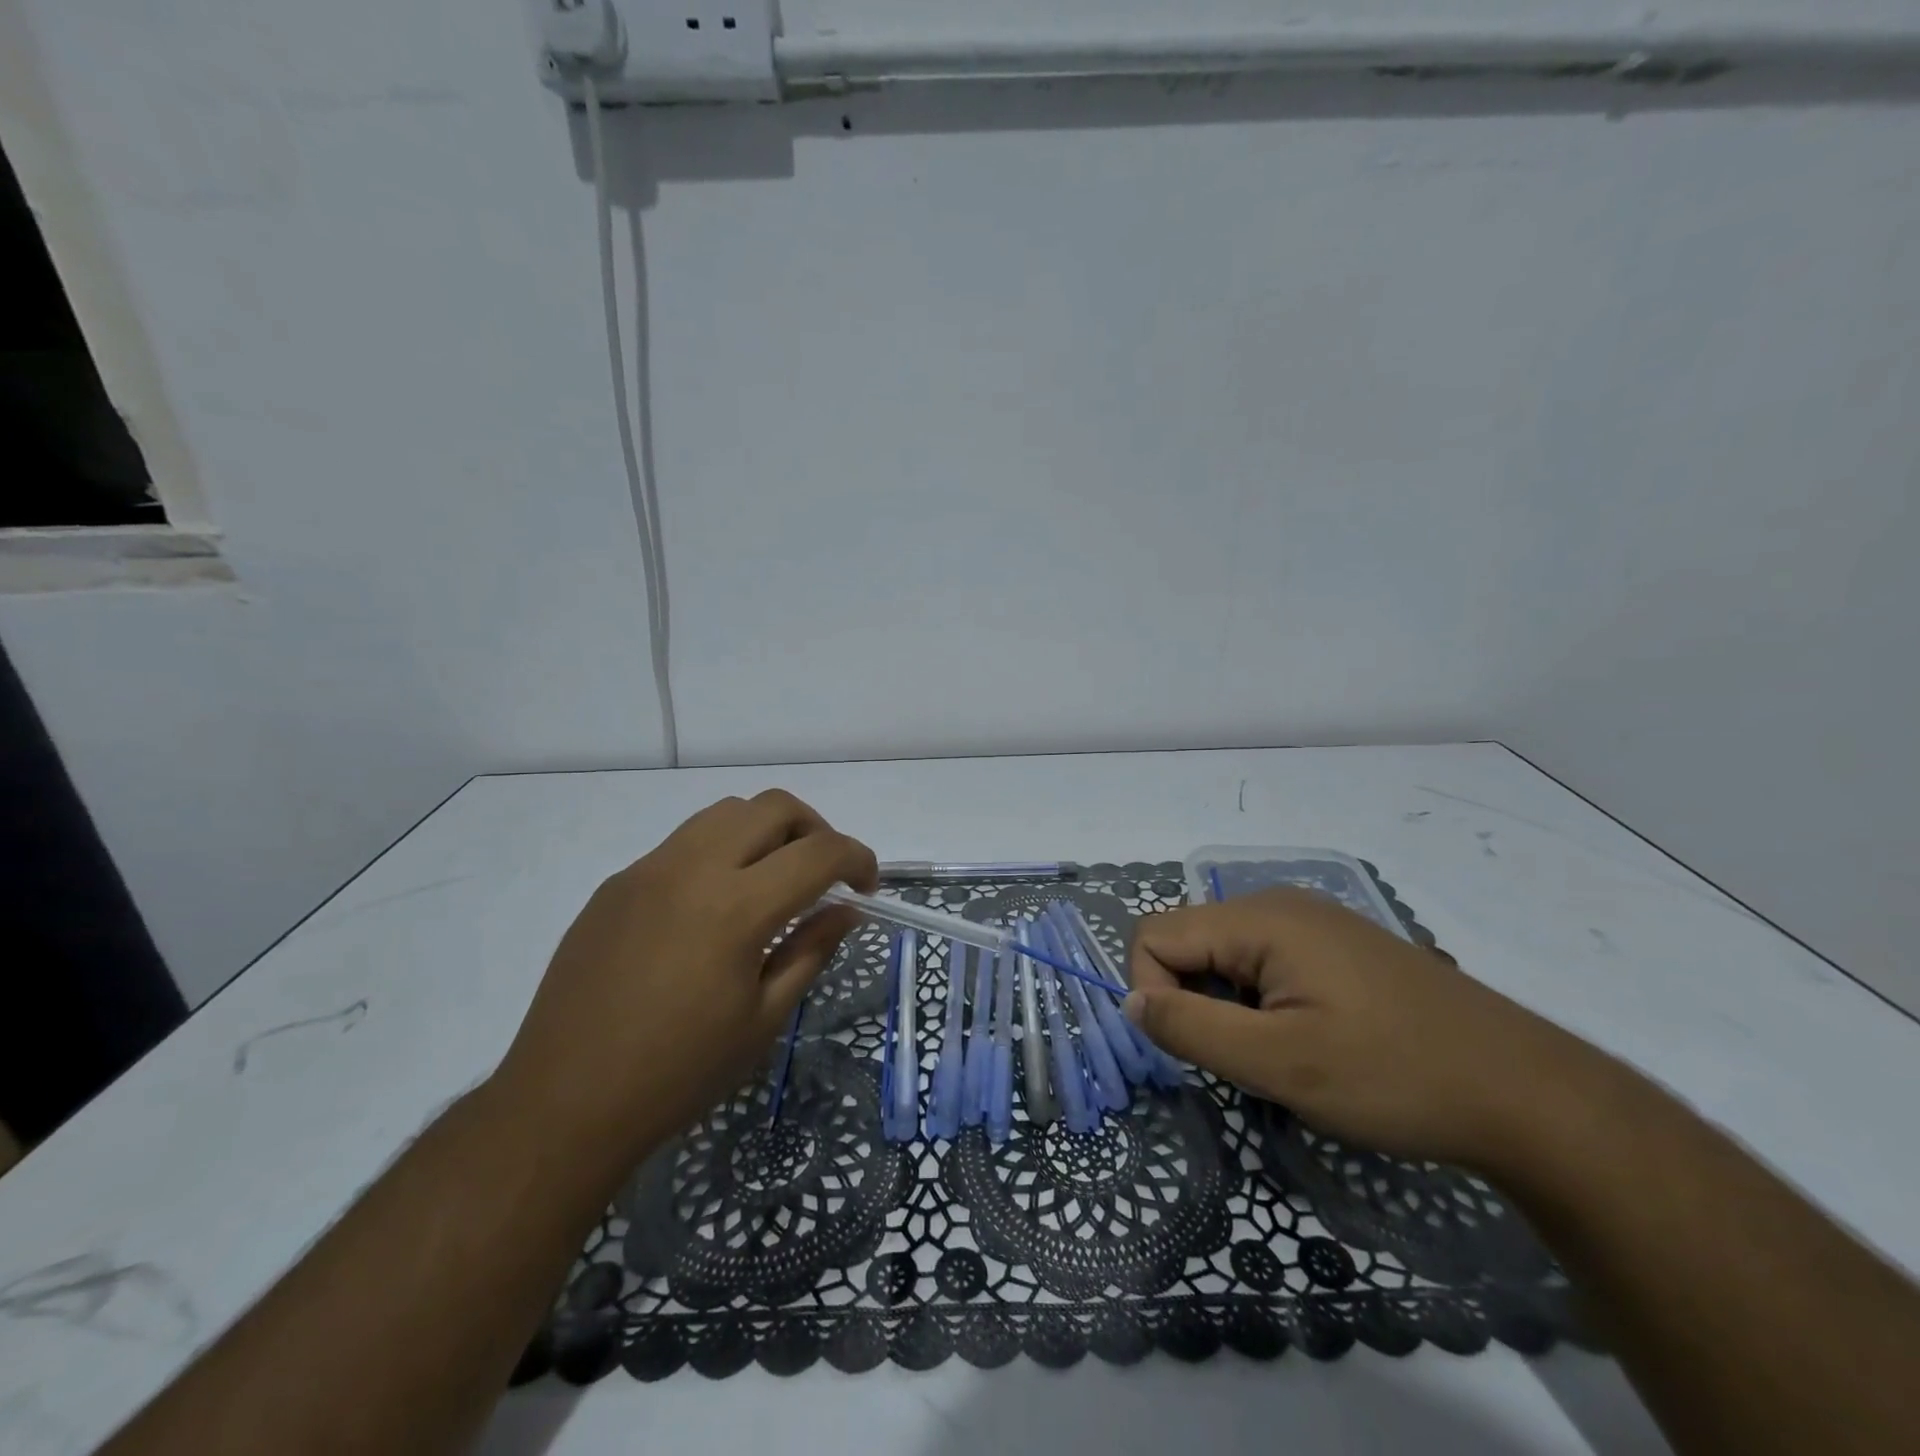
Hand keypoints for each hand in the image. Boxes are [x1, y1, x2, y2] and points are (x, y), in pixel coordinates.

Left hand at [496, 790, 875, 1165]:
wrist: (563, 1103)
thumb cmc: (678, 1073)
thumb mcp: (763, 1020)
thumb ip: (812, 951)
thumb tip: (846, 910)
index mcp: (736, 908)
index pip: (819, 852)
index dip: (858, 859)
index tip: (867, 886)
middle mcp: (693, 869)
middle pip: (773, 806)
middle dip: (815, 829)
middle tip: (823, 875)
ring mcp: (648, 870)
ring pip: (725, 812)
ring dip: (765, 831)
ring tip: (771, 880)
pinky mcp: (617, 883)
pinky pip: (683, 843)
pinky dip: (719, 854)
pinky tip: (712, 908)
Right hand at [1123, 888, 1604, 1169]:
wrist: (1528, 1094)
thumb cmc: (1394, 1076)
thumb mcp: (1280, 1064)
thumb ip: (1191, 1029)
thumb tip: (1130, 1002)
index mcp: (1260, 918)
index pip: (1155, 935)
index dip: (1153, 993)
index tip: (1198, 1051)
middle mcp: (1280, 905)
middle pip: (1190, 942)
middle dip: (1194, 1003)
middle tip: (1245, 1061)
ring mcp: (1314, 923)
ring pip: (1226, 957)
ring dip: (1229, 1008)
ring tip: (1281, 1056)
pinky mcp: (1338, 947)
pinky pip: (1265, 963)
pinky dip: (1262, 1003)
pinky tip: (1310, 1041)